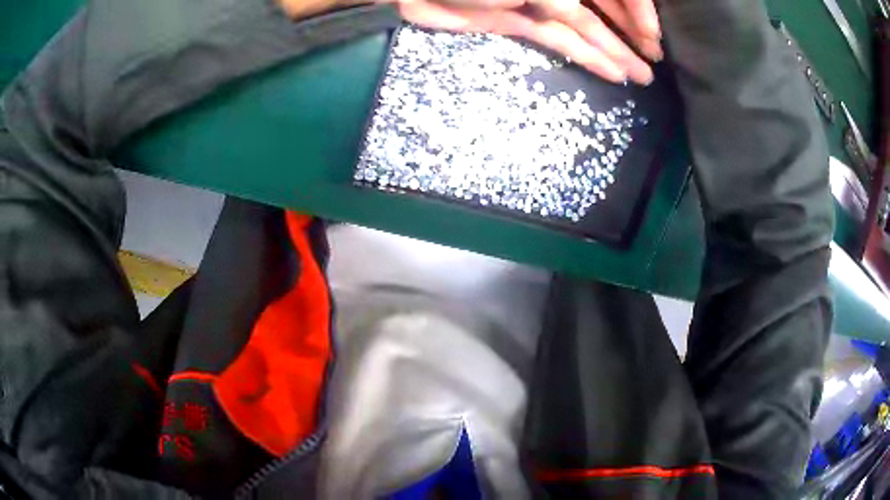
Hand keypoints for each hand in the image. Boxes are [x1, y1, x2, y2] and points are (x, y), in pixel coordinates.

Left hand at [398, 0, 662, 83]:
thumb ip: (564, 1)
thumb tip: (583, 19)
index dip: (638, 11)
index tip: (654, 39)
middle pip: (605, 10)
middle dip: (631, 35)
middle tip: (655, 61)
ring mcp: (541, 6)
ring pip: (588, 29)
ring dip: (616, 52)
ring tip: (643, 76)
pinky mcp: (523, 25)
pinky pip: (563, 41)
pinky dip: (587, 57)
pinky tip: (612, 72)